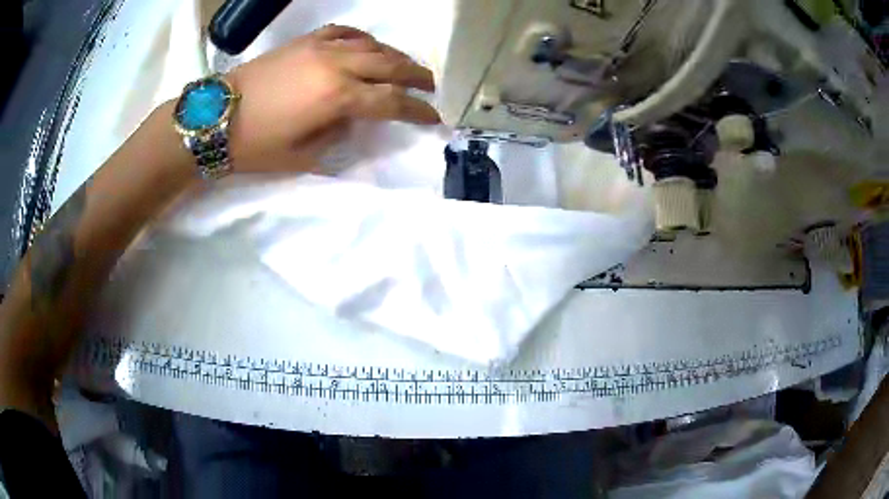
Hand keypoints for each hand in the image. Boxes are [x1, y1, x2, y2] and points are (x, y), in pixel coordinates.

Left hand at [225, 24, 440, 173]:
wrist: (217, 117)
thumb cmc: (257, 145)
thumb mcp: (304, 156)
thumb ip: (339, 135)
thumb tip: (356, 118)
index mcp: (338, 97)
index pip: (391, 101)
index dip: (417, 111)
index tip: (433, 117)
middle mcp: (337, 65)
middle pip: (390, 65)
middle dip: (416, 76)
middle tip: (430, 86)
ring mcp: (320, 48)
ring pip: (372, 45)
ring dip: (395, 55)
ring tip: (405, 66)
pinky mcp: (305, 41)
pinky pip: (344, 32)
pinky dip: (362, 38)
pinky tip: (367, 45)